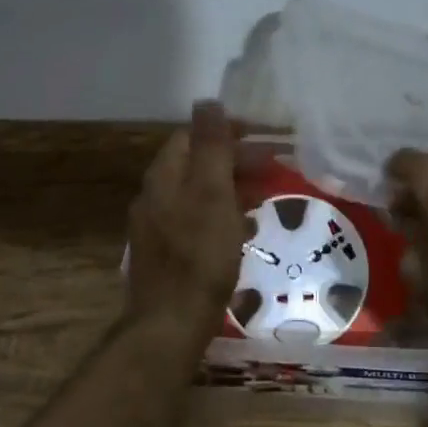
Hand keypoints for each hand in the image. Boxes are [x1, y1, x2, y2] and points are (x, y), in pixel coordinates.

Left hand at [124, 102, 247, 343]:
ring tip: (265, 197)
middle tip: (273, 169)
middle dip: (234, 161)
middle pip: (196, 164)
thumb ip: (211, 146)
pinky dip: (222, 216)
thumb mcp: (213, 192)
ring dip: (231, 188)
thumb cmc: (199, 254)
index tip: (263, 138)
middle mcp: (154, 196)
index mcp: (164, 176)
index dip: (227, 132)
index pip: (192, 136)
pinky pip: (197, 221)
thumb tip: (208, 101)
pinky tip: (243, 232)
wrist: (170, 325)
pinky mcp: (166, 255)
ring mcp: (157, 228)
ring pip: (198, 194)